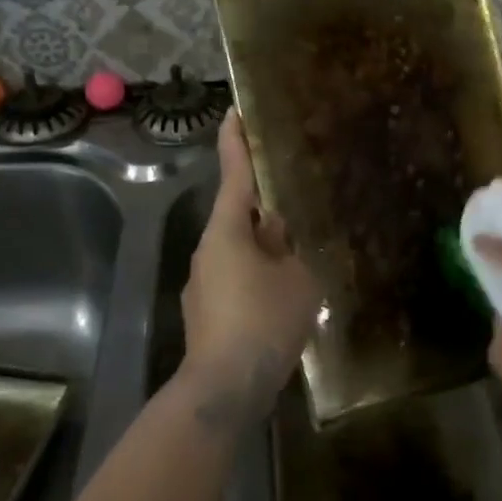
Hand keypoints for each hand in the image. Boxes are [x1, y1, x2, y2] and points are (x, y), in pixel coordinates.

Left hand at [178, 109, 320, 432]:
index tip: (234, 112)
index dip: (236, 142)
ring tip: (299, 261)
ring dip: (264, 251)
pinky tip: (282, 300)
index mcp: (228, 232)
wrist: (224, 388)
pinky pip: (235, 281)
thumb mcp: (296, 279)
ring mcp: (202, 284)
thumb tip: (278, 231)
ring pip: (239, 253)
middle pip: (238, 217)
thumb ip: (290, 248)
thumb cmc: (264, 322)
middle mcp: (208, 251)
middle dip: (265, 211)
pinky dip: (257, 279)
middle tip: (295, 204)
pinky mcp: (205, 314)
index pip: (234, 175)